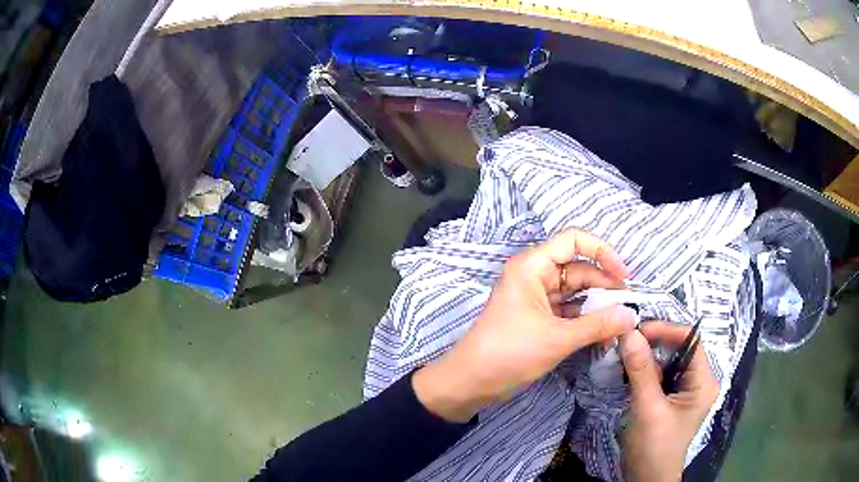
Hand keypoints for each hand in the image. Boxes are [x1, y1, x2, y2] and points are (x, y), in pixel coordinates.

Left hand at [413, 229, 637, 421]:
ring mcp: (537, 298)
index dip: (602, 252)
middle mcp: (535, 275)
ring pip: (576, 293)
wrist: (472, 382)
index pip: (573, 240)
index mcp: (532, 266)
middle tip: (630, 308)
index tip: (623, 276)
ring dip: (598, 307)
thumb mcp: (558, 338)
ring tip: (621, 324)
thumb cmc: (510, 352)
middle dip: (605, 287)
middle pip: (579, 269)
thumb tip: (632, 315)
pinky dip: (586, 321)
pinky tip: (605, 335)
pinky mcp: (539, 318)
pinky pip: (569, 312)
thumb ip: (598, 325)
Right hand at [620, 322, 719, 481]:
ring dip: (646, 356)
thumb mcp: (648, 409)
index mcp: (703, 381)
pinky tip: (628, 371)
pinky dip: (644, 370)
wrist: (646, 479)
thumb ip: (641, 371)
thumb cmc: (654, 447)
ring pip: (667, 360)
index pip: (690, 340)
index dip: (665, 330)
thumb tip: (630, 333)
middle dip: (653, 343)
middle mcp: (698, 380)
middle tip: (625, 341)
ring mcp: (685, 389)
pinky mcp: (671, 397)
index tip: (636, 331)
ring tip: (623, 354)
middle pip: (679, 348)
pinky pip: (659, 374)